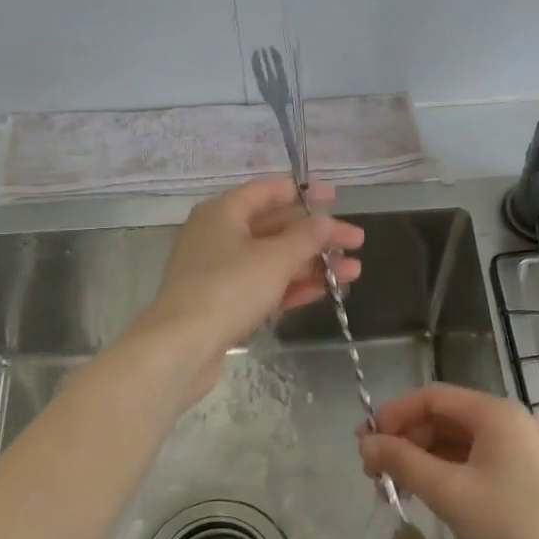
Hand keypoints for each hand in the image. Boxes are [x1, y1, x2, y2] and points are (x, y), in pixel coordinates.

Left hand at [132, 178, 362, 405]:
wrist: (181, 347)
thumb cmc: (228, 290)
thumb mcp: (275, 258)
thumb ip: (306, 236)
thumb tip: (327, 220)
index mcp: (224, 212)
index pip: (269, 191)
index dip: (305, 192)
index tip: (336, 198)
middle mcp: (219, 235)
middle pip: (276, 227)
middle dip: (318, 236)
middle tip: (357, 242)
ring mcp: (219, 270)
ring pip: (273, 259)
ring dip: (312, 264)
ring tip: (353, 273)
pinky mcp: (222, 302)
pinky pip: (263, 285)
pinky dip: (292, 286)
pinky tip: (323, 291)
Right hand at [360, 384, 538, 538]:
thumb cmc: (511, 527)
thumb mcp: (449, 492)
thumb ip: (403, 462)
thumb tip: (365, 443)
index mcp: (495, 413)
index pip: (432, 397)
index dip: (394, 415)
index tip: (365, 443)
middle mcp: (510, 421)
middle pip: (444, 418)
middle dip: (406, 440)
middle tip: (375, 474)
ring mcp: (521, 448)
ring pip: (458, 442)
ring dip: (423, 459)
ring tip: (396, 489)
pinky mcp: (526, 476)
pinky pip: (476, 461)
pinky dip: (447, 472)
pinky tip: (429, 495)